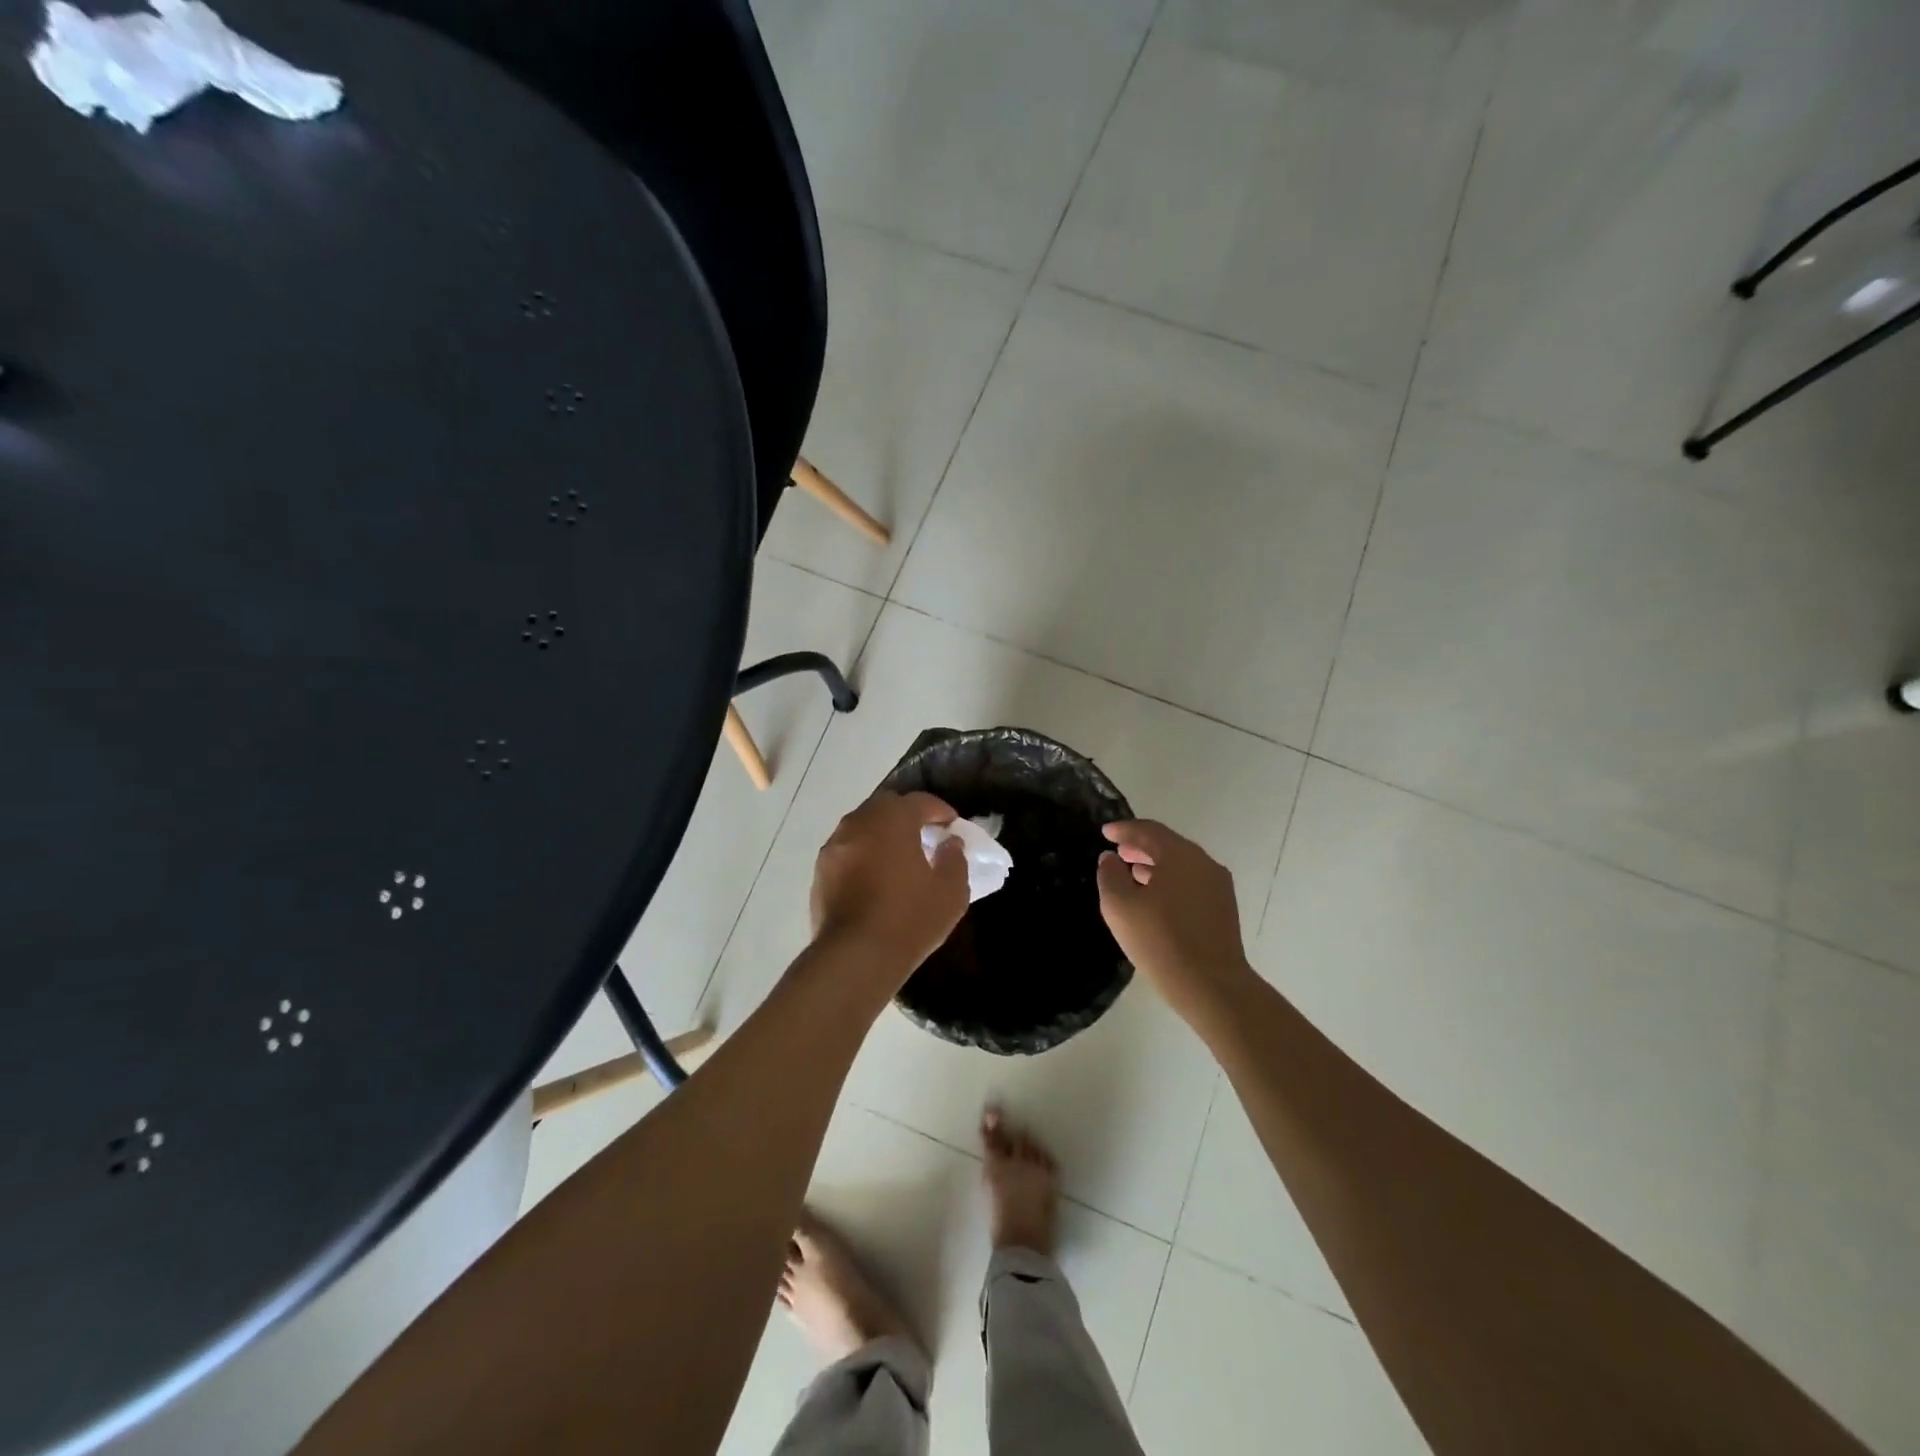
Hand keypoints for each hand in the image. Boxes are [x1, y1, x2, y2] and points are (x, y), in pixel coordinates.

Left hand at [811, 791, 969, 984]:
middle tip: (924, 834)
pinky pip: (846, 850)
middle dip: (906, 814)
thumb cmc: (909, 920)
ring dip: (881, 833)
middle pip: (885, 805)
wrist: (855, 957)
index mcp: (892, 821)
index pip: (918, 801)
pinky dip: (862, 853)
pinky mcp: (819, 872)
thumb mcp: (950, 892)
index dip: (939, 810)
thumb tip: (950, 843)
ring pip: (861, 826)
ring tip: (898, 856)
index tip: (952, 825)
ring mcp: (833, 847)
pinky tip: (874, 877)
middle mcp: (858, 824)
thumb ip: (955, 859)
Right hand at [1097, 820, 1255, 1017]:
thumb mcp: (1120, 907)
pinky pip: (1191, 882)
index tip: (1105, 832)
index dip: (1124, 829)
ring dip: (1155, 864)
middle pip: (1168, 844)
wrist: (1212, 986)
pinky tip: (1156, 898)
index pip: (1148, 830)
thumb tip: (1110, 858)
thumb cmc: (1160, 941)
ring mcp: (1217, 885)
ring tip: (1132, 873)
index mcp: (1180, 855)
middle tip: (1118, 851)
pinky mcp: (1223, 908)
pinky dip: (1170, 881)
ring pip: (1181, 864)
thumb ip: (1110, 876)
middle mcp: (1203, 862)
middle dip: (1141, 845)